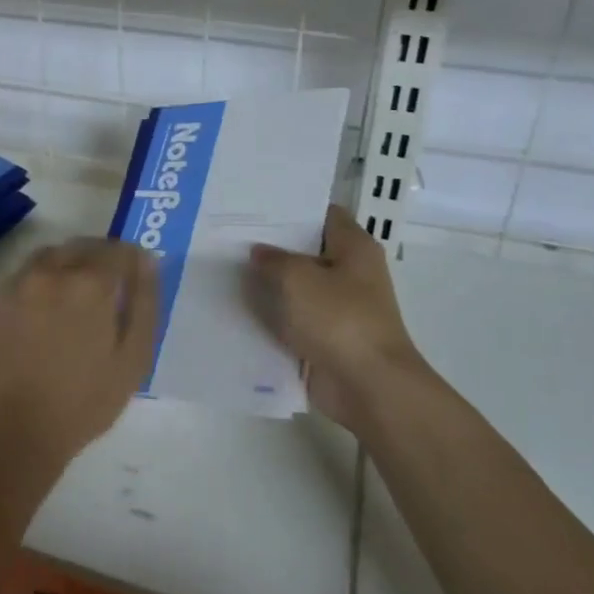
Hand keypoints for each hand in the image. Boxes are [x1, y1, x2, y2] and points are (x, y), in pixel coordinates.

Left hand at [0, 238, 157, 470]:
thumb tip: (147, 260)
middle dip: (99, 258)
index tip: (134, 276)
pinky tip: (42, 314)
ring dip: (66, 265)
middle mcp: (50, 271)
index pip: (117, 250)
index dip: (131, 260)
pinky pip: (22, 276)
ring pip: (48, 256)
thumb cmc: (85, 401)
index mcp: (89, 283)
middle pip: (81, 246)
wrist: (17, 430)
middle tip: (107, 287)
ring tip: (73, 298)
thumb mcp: (134, 357)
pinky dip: (38, 283)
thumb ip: (144, 302)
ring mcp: (16, 283)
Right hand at [246, 205, 425, 428]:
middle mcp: (350, 273)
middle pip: (306, 251)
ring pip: (296, 287)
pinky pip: (293, 320)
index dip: (291, 208)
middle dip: (272, 247)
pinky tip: (236, 308)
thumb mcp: (297, 278)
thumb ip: (272, 260)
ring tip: (225, 268)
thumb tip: (259, 253)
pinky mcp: (325, 338)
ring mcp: (338, 308)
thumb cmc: (339, 319)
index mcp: (354, 247)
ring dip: (268, 284)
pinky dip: (271, 317)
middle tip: (230, 236)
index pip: (322, 214)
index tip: (255, 206)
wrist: (368, 387)